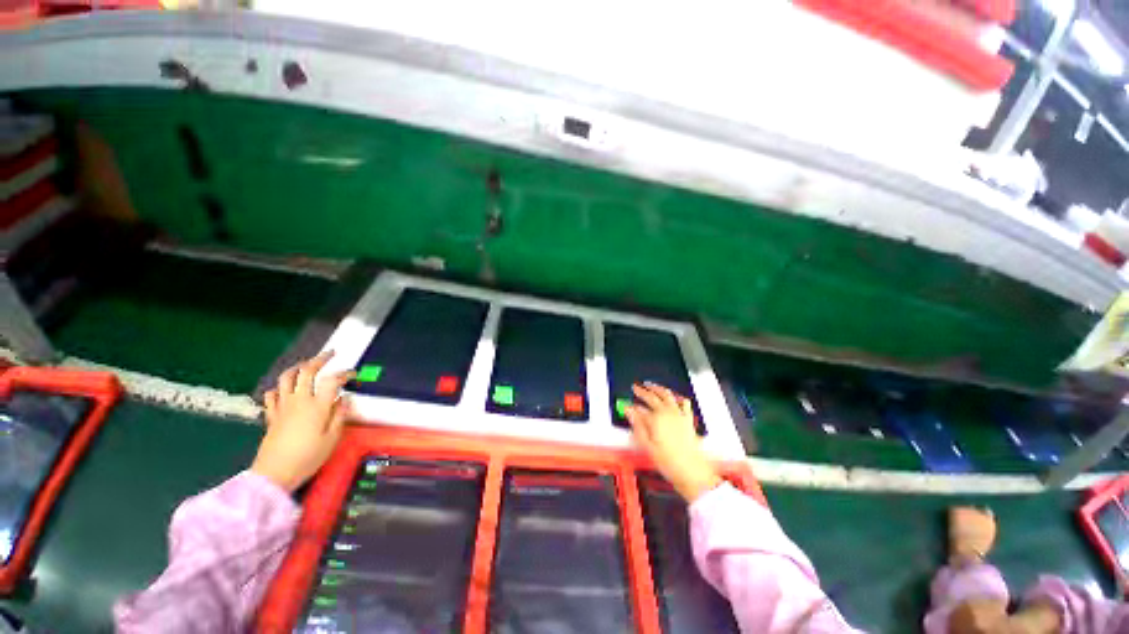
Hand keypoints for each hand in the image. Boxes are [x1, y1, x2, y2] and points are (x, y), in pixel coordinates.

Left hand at [251, 351, 353, 491]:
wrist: (274, 474)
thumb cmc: (308, 457)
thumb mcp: (332, 439)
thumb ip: (339, 416)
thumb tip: (344, 399)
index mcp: (317, 406)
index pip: (333, 381)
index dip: (345, 374)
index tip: (353, 374)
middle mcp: (299, 401)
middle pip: (307, 371)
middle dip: (320, 359)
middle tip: (331, 354)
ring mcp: (282, 407)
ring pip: (286, 378)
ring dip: (298, 367)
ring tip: (307, 364)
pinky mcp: (271, 415)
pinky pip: (272, 394)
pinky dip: (279, 387)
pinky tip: (285, 389)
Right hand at [626, 382, 721, 502]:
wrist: (691, 471)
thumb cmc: (669, 461)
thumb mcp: (647, 444)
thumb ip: (637, 425)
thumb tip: (629, 411)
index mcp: (656, 418)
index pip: (640, 407)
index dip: (633, 406)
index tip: (627, 405)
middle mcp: (668, 413)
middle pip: (653, 396)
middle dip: (643, 391)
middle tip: (636, 388)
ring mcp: (679, 415)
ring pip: (667, 394)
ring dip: (658, 388)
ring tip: (652, 385)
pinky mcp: (687, 420)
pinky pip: (684, 403)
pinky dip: (677, 397)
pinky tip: (674, 397)